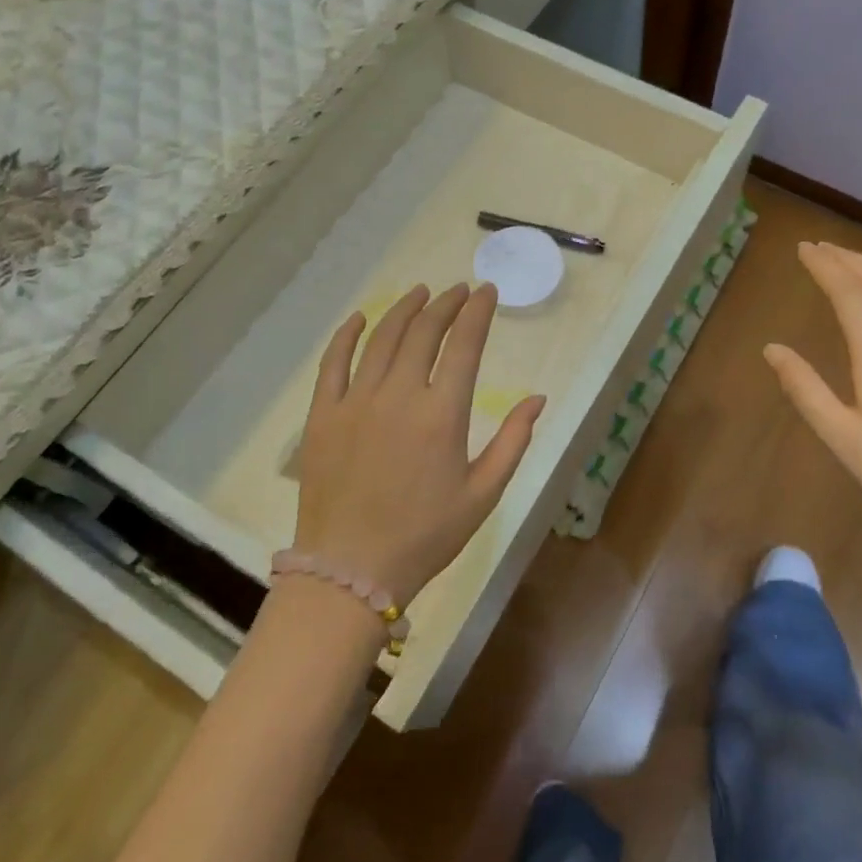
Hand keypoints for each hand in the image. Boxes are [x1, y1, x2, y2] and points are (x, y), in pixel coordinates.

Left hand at [295, 283, 545, 606]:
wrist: (350, 569)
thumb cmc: (426, 535)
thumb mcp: (483, 494)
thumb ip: (514, 442)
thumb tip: (538, 399)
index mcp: (442, 414)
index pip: (464, 345)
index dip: (478, 313)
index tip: (486, 292)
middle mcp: (399, 396)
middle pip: (424, 332)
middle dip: (445, 305)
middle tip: (458, 291)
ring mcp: (356, 402)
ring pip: (382, 338)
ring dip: (404, 309)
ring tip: (420, 292)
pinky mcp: (323, 414)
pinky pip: (333, 362)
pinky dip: (347, 335)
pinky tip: (361, 318)